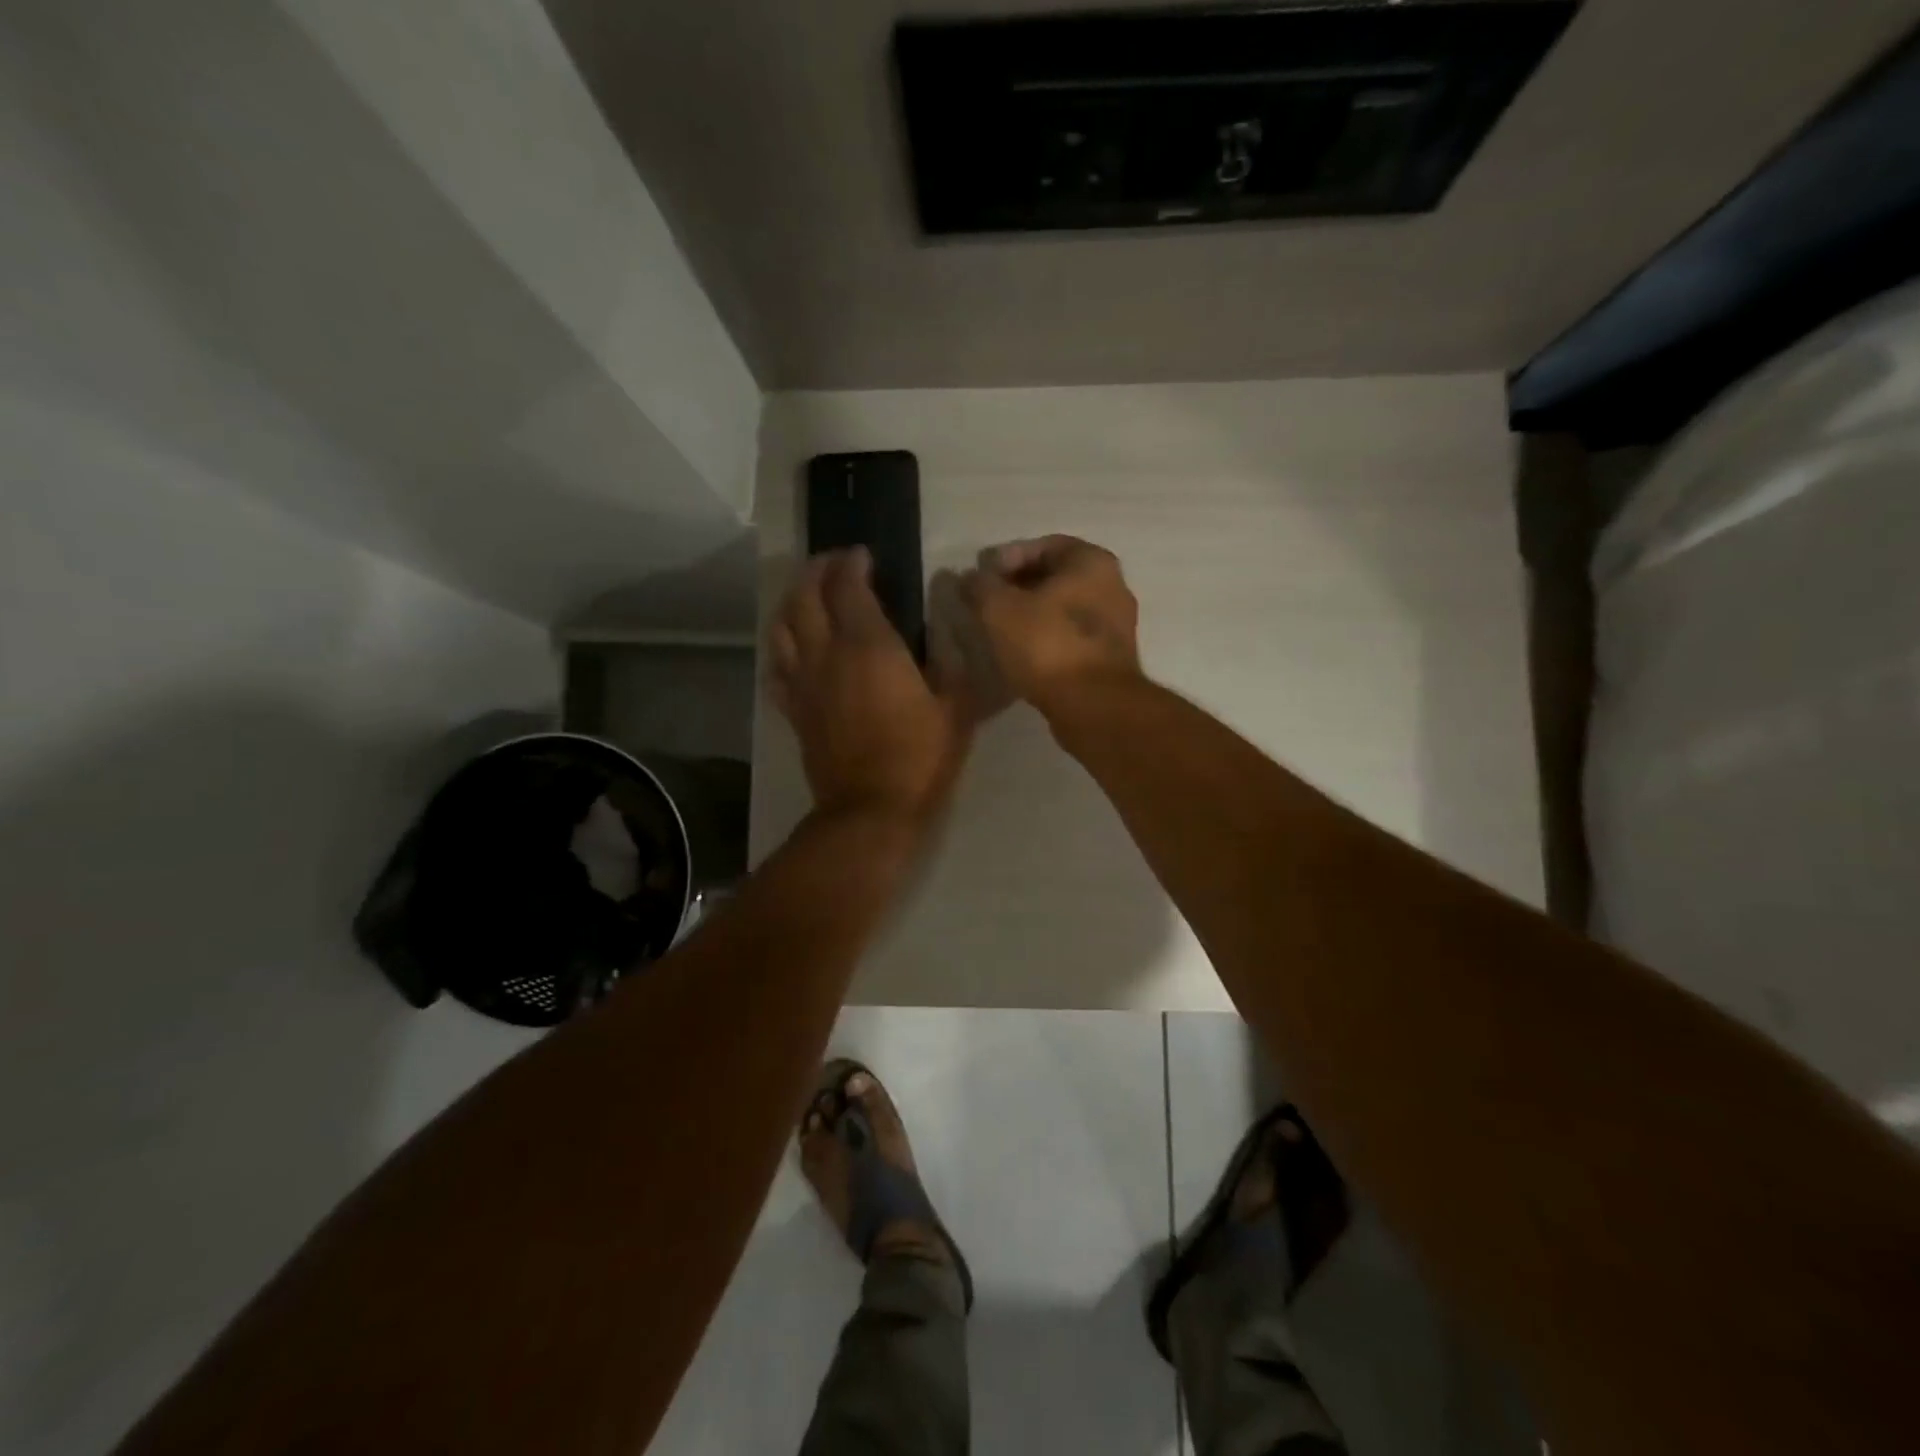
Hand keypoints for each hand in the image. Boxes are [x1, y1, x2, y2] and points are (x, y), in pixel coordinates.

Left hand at [771, 549, 973, 822]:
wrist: (871, 810)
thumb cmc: (920, 757)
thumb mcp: (956, 708)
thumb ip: (952, 660)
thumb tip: (947, 627)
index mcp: (869, 646)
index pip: (849, 586)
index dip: (853, 563)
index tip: (864, 555)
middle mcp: (827, 654)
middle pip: (805, 596)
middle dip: (817, 570)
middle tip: (833, 563)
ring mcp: (804, 682)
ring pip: (781, 626)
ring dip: (792, 600)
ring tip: (808, 593)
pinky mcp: (794, 709)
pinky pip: (776, 667)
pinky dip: (781, 646)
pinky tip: (792, 645)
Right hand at [959, 536, 1141, 713]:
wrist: (1092, 706)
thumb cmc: (1047, 645)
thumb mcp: (999, 609)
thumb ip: (980, 586)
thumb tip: (968, 578)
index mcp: (1092, 561)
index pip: (1043, 546)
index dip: (1006, 558)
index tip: (981, 578)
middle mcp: (1113, 586)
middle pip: (1056, 577)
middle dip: (1018, 587)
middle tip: (986, 603)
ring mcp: (1116, 625)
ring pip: (1064, 610)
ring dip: (1031, 615)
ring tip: (999, 630)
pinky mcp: (1110, 659)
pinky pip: (1071, 638)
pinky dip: (1046, 640)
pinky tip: (1022, 654)